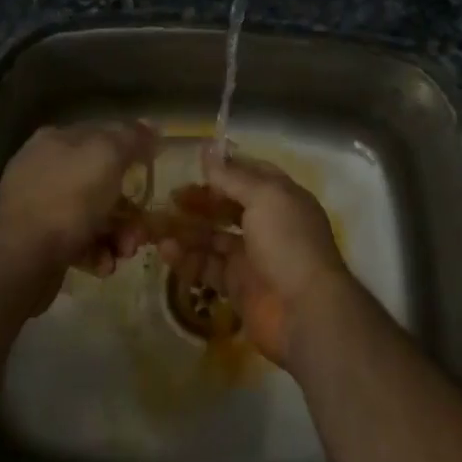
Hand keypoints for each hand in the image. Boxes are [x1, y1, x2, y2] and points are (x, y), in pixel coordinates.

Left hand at [0, 122, 155, 297]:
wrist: (22, 259)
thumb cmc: (68, 199)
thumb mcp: (107, 157)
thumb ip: (131, 138)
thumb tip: (150, 126)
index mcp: (57, 139)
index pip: (102, 134)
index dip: (132, 148)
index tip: (154, 168)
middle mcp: (44, 167)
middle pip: (100, 180)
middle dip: (127, 205)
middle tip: (142, 228)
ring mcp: (38, 205)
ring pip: (92, 213)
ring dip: (117, 233)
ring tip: (125, 252)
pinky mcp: (37, 240)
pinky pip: (77, 240)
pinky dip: (96, 251)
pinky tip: (104, 265)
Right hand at [158, 147, 354, 365]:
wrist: (305, 312)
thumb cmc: (288, 242)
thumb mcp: (264, 197)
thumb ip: (232, 176)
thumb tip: (207, 150)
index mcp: (281, 198)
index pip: (250, 176)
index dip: (223, 170)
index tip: (193, 166)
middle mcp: (267, 224)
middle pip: (227, 207)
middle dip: (199, 201)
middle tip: (170, 198)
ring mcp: (252, 257)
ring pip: (213, 238)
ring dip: (187, 230)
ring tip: (156, 227)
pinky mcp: (237, 286)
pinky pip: (207, 268)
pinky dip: (187, 260)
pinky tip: (166, 252)